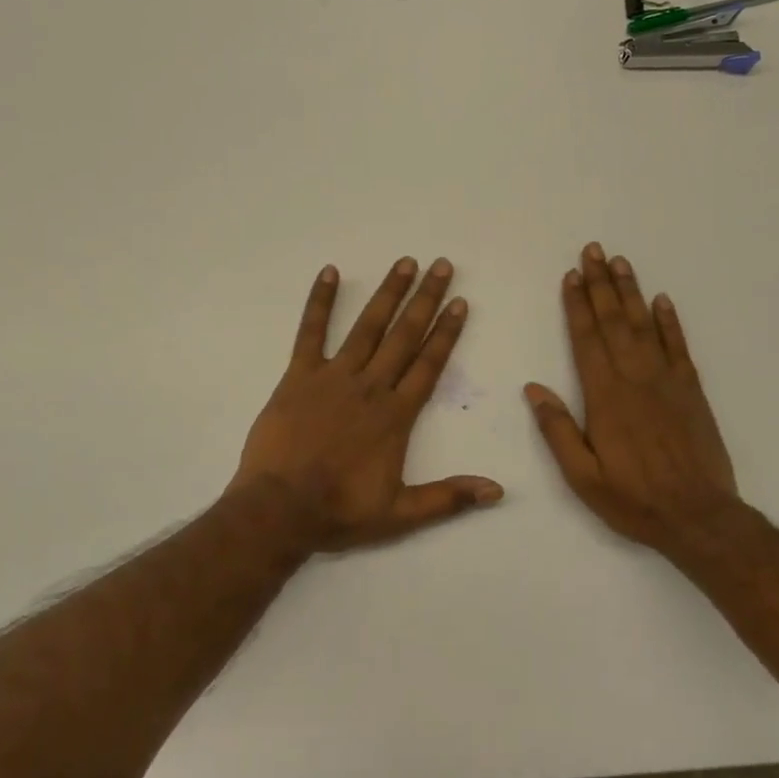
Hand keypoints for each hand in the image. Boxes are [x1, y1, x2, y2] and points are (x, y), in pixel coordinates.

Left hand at [233, 257, 503, 552]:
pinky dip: (320, 302)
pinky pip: (311, 332)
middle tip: (441, 266)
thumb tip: (499, 491)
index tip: (460, 303)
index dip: (447, 332)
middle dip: (425, 299)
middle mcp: (370, 386)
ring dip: (387, 293)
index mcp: (395, 415)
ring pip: (367, 327)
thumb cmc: (340, 511)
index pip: (429, 364)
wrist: (280, 509)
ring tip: (404, 263)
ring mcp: (333, 376)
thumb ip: (449, 497)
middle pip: (404, 335)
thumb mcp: (401, 514)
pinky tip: (329, 272)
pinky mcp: (299, 376)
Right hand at [525, 243, 741, 555]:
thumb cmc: (634, 499)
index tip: (571, 276)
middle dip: (601, 284)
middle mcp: (635, 378)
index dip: (577, 305)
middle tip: (593, 250)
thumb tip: (533, 388)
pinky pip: (678, 346)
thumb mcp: (582, 476)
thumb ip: (557, 430)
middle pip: (613, 322)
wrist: (699, 517)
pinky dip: (669, 321)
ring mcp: (667, 381)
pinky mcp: (691, 390)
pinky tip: (661, 300)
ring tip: (620, 262)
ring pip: (644, 325)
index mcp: (605, 397)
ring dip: (630, 292)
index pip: (586, 340)